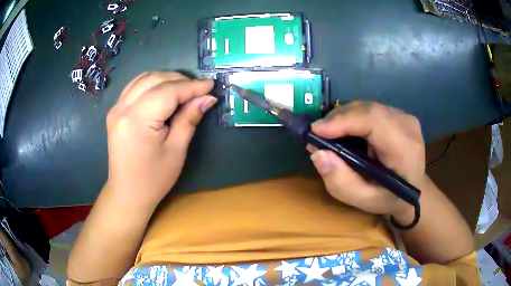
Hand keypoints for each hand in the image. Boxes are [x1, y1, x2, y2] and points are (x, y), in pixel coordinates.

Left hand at [105, 72, 215, 208]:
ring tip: (183, 88)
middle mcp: (122, 109)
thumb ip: (189, 119)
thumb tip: (207, 98)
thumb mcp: (176, 150)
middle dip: (179, 80)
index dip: (191, 87)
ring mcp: (116, 109)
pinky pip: (134, 87)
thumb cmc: (154, 179)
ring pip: (143, 79)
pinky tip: (163, 90)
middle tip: (199, 89)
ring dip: (165, 78)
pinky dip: (151, 83)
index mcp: (137, 121)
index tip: (210, 85)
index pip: (168, 92)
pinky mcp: (115, 111)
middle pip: (154, 80)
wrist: (127, 192)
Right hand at [308, 102, 425, 216]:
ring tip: (329, 133)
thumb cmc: (391, 199)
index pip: (373, 120)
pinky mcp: (400, 115)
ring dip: (344, 117)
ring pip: (367, 107)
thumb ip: (341, 182)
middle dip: (338, 118)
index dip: (343, 121)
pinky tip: (346, 131)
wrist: (416, 191)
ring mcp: (405, 117)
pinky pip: (371, 110)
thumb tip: (318, 153)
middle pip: (368, 109)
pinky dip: (353, 118)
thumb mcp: (364, 201)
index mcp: (404, 148)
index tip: (316, 131)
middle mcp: (407, 125)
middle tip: (317, 134)